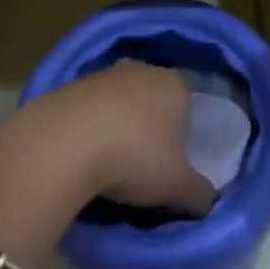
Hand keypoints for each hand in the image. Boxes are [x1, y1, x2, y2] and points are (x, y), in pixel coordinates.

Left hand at [14, 60, 216, 216]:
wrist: (62, 144)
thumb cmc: (134, 157)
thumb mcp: (178, 187)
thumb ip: (201, 194)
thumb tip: (207, 200)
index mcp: (175, 84)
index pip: (189, 100)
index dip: (186, 128)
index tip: (178, 158)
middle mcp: (142, 69)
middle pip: (153, 97)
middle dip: (151, 124)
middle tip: (146, 162)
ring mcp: (103, 74)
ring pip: (119, 101)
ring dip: (117, 125)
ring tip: (110, 164)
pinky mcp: (68, 86)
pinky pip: (88, 110)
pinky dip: (89, 129)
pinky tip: (82, 157)